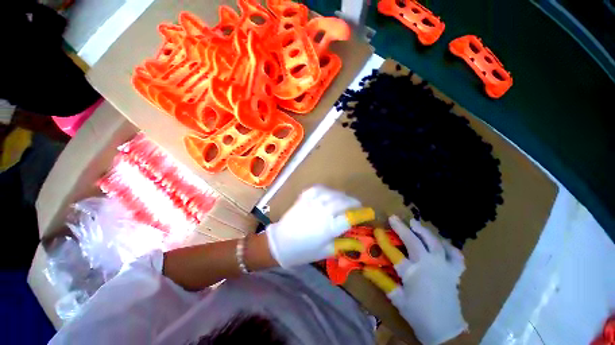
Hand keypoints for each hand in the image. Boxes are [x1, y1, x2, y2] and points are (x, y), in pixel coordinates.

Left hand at [266, 185, 371, 267]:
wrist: (280, 242)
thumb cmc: (304, 251)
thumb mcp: (326, 251)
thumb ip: (343, 244)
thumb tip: (359, 243)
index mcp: (329, 227)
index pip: (350, 217)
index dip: (362, 214)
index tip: (369, 212)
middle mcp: (323, 211)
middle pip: (344, 202)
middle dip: (354, 203)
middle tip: (358, 206)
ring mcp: (313, 202)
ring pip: (333, 193)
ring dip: (343, 196)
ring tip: (345, 200)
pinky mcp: (305, 197)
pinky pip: (319, 188)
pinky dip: (327, 190)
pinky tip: (329, 194)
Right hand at [363, 216, 466, 344]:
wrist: (445, 331)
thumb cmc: (418, 314)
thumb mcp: (397, 298)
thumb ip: (382, 281)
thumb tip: (365, 269)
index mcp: (412, 273)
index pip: (393, 252)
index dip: (383, 239)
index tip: (377, 229)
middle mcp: (428, 265)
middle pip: (414, 241)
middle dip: (402, 228)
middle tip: (394, 218)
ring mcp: (443, 267)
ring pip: (434, 243)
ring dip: (423, 231)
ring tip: (415, 223)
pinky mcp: (454, 272)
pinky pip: (455, 255)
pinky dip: (449, 247)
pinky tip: (442, 243)